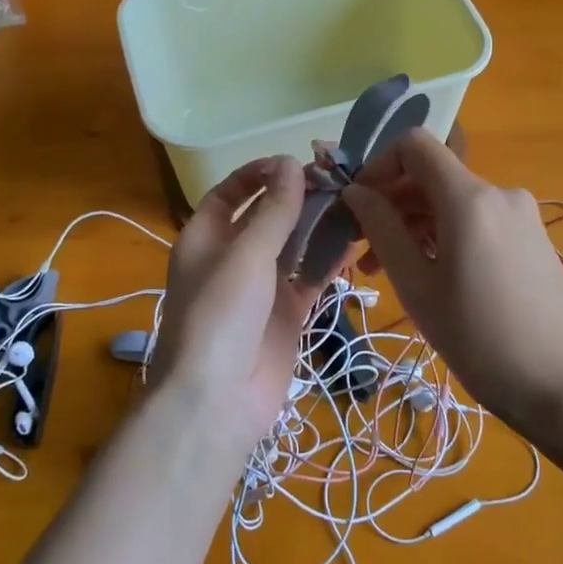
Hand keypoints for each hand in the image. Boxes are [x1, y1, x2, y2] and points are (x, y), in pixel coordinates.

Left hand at [149, 156, 328, 451]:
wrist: (217, 401)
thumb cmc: (221, 314)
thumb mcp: (246, 253)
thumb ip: (273, 209)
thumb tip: (291, 162)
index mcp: (205, 237)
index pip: (230, 192)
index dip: (259, 174)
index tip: (296, 162)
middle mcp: (232, 257)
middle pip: (266, 217)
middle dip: (298, 198)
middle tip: (341, 180)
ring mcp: (261, 287)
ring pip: (293, 246)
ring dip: (319, 227)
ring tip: (356, 204)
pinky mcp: (286, 313)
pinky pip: (309, 278)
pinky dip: (329, 262)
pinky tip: (357, 243)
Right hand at [343, 131, 562, 435]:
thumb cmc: (480, 338)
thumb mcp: (417, 287)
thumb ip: (382, 230)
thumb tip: (355, 192)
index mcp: (468, 198)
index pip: (414, 144)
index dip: (378, 165)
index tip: (358, 206)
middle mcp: (498, 193)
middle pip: (431, 175)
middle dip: (391, 203)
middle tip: (364, 252)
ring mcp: (520, 214)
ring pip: (452, 201)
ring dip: (415, 224)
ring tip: (390, 271)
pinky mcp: (531, 236)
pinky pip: (476, 219)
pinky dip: (445, 234)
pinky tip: (433, 274)